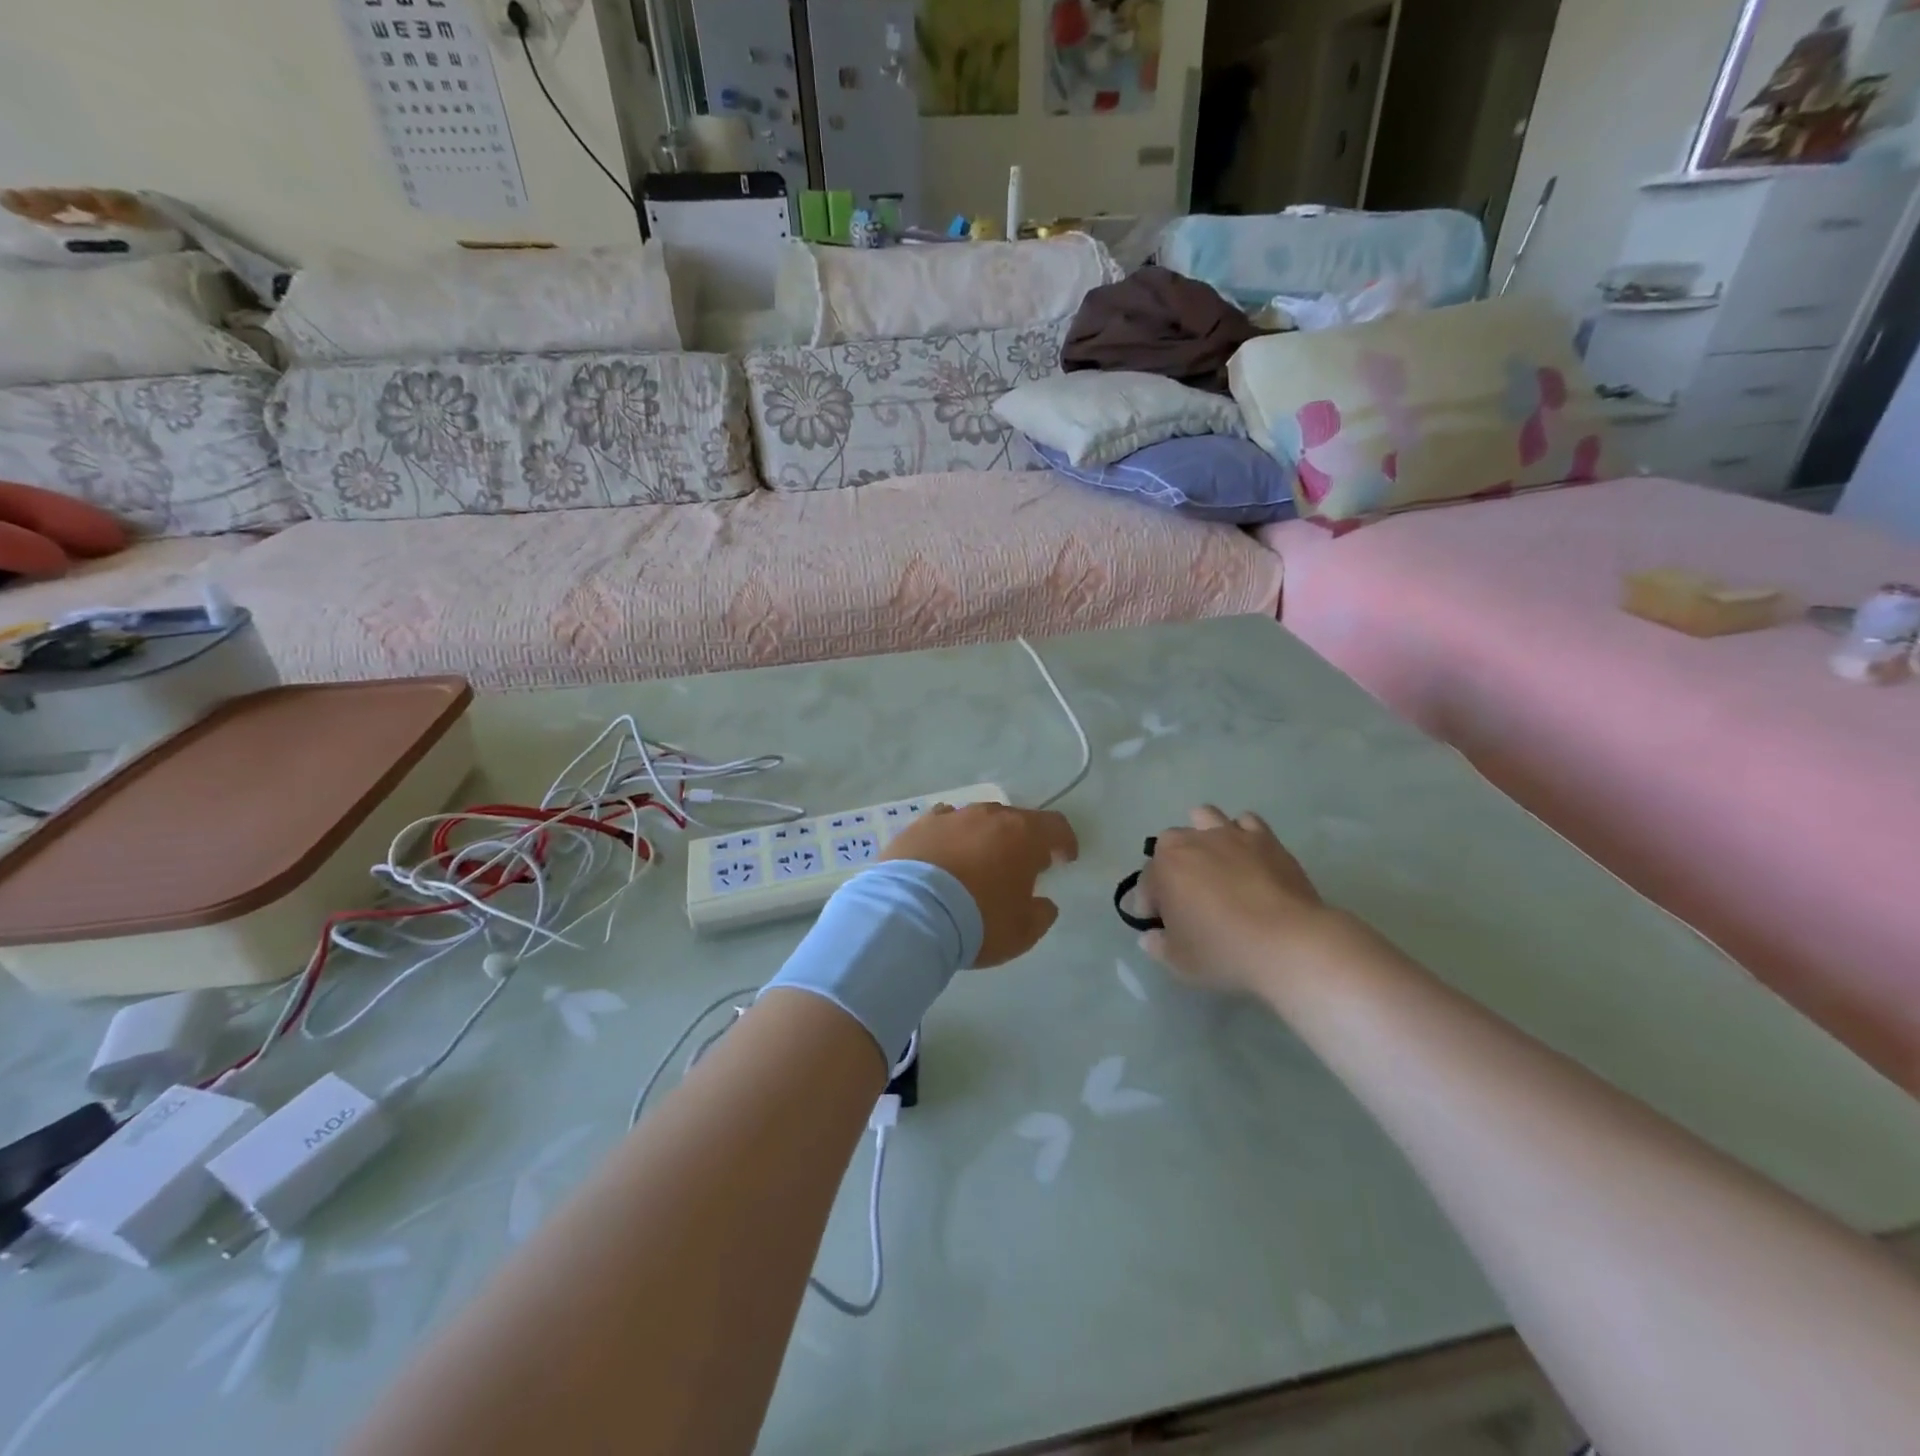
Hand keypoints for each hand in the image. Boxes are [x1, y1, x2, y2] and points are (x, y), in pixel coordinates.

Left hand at [882, 803, 1078, 966]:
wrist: (911, 913)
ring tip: (979, 862)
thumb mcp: (1022, 931)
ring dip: (985, 838)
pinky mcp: (918, 826)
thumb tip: (1043, 903)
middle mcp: (988, 816)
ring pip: (977, 820)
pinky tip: (945, 857)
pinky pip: (944, 825)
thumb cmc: (978, 921)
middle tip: (1021, 866)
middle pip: (1015, 820)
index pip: (1055, 826)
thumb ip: (1041, 914)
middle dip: (1023, 841)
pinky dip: (951, 839)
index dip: (1065, 842)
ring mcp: (951, 817)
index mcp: (1022, 834)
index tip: (1064, 859)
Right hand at [1139, 806, 1345, 995]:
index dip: (1148, 906)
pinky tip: (1246, 857)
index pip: (1146, 883)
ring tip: (1212, 863)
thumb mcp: (1179, 962)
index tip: (1158, 926)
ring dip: (1201, 835)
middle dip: (1170, 866)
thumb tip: (1151, 936)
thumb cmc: (1225, 951)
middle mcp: (1192, 842)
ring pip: (1204, 817)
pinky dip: (1241, 834)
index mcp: (1164, 868)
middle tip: (1185, 897)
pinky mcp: (1265, 839)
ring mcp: (1230, 835)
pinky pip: (1246, 822)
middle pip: (1169, 845)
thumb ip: (1158, 945)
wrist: (1290, 943)